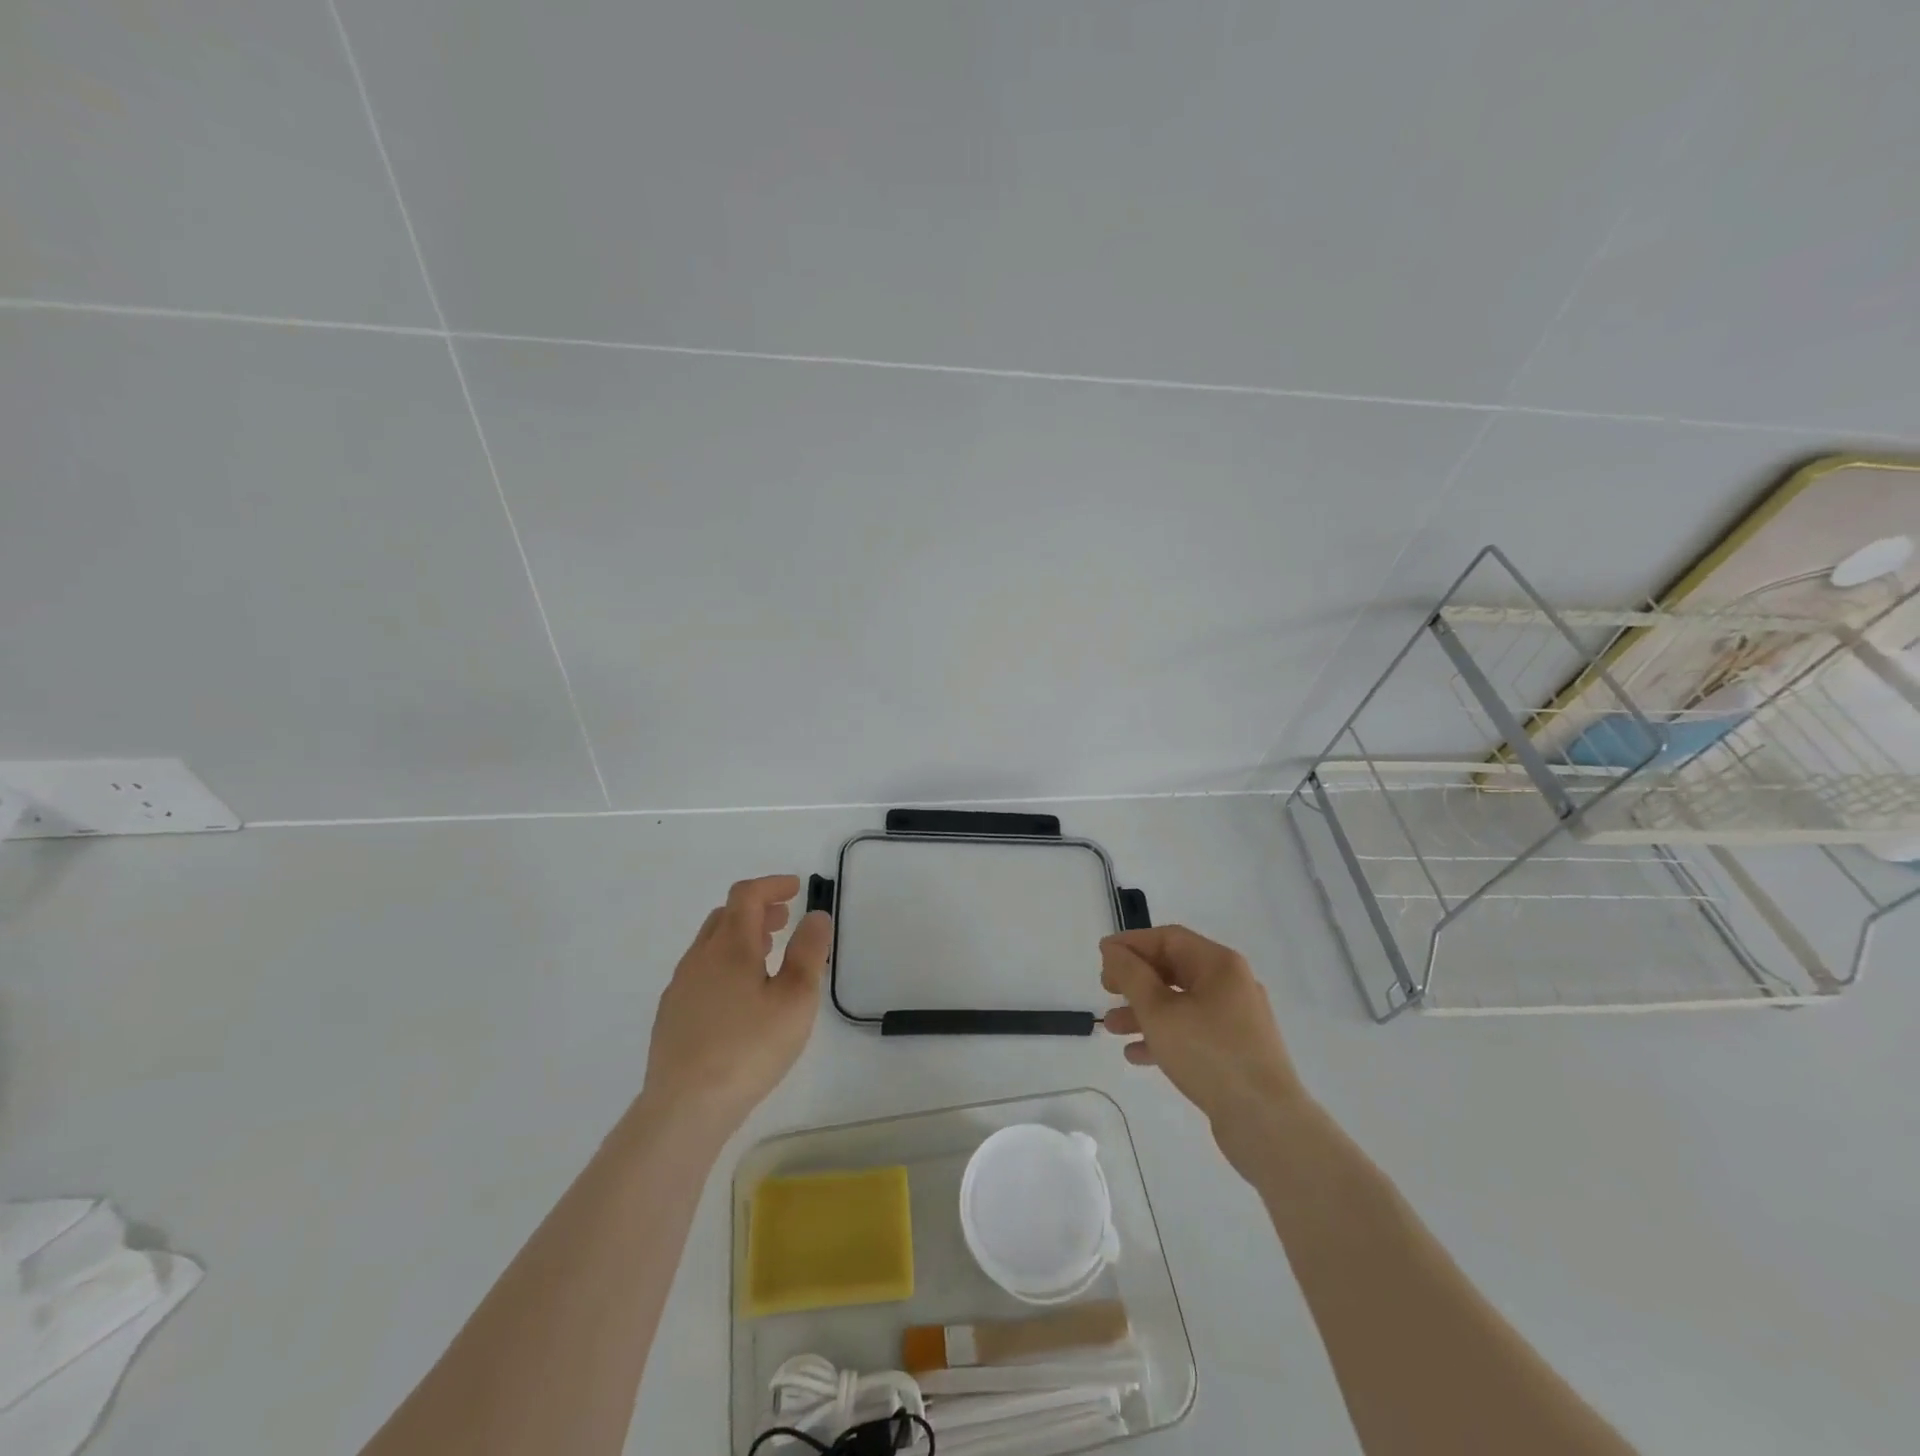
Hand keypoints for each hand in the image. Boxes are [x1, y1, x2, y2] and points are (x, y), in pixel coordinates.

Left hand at [639, 875, 831, 1135]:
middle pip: (725, 916)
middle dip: (757, 910)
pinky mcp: (671, 1016)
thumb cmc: (749, 1048)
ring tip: (766, 955)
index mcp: (730, 946)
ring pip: (710, 945)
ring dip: (740, 937)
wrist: (684, 1108)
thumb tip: (814, 915)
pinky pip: (700, 973)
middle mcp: (699, 958)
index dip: (772, 885)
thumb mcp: (795, 999)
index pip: (747, 895)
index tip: (796, 888)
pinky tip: (738, 997)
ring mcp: (680, 987)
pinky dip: (725, 964)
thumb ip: (808, 952)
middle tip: (784, 920)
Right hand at [1101, 925, 1307, 1171]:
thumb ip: (1131, 975)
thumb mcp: (1159, 1011)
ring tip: (1112, 1028)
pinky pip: (1194, 1031)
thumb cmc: (1208, 1054)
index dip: (1132, 943)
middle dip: (1136, 979)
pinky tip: (1137, 1054)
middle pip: (1175, 969)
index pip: (1168, 938)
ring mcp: (1238, 1019)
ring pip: (1182, 1003)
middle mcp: (1232, 984)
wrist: (1266, 1122)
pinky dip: (1165, 1035)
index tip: (1102, 957)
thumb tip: (1113, 950)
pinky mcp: (1238, 1050)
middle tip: (1105, 990)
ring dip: (1144, 1010)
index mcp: (1219, 965)